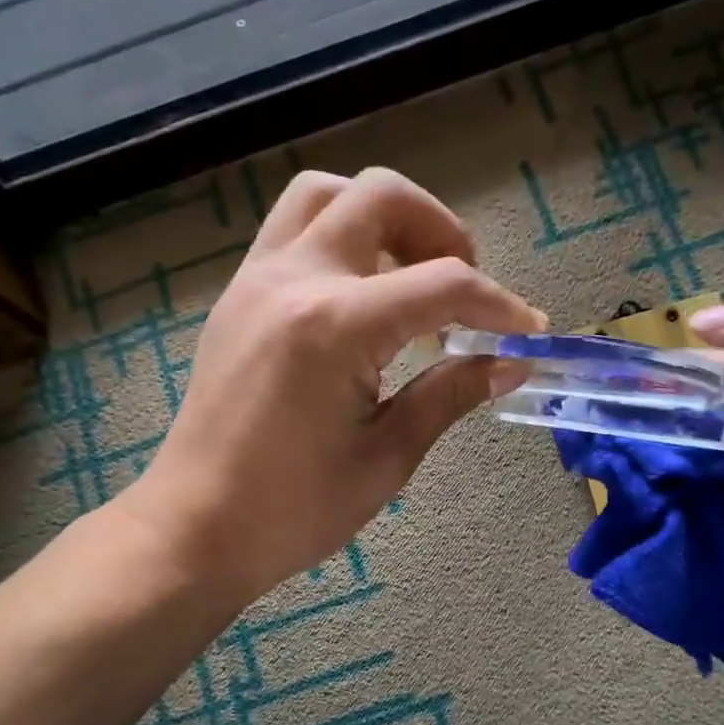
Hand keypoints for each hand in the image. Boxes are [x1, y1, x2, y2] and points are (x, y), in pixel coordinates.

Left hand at [120, 168, 544, 601]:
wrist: (195, 529)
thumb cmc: (294, 510)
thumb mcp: (387, 456)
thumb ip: (451, 394)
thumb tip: (511, 363)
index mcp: (335, 326)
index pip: (442, 285)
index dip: (499, 305)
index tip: (528, 332)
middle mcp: (293, 280)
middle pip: (381, 197)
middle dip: (442, 231)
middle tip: (465, 289)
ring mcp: (256, 280)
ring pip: (327, 195)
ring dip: (384, 219)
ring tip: (412, 278)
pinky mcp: (239, 296)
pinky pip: (296, 229)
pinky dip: (343, 238)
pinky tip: (365, 297)